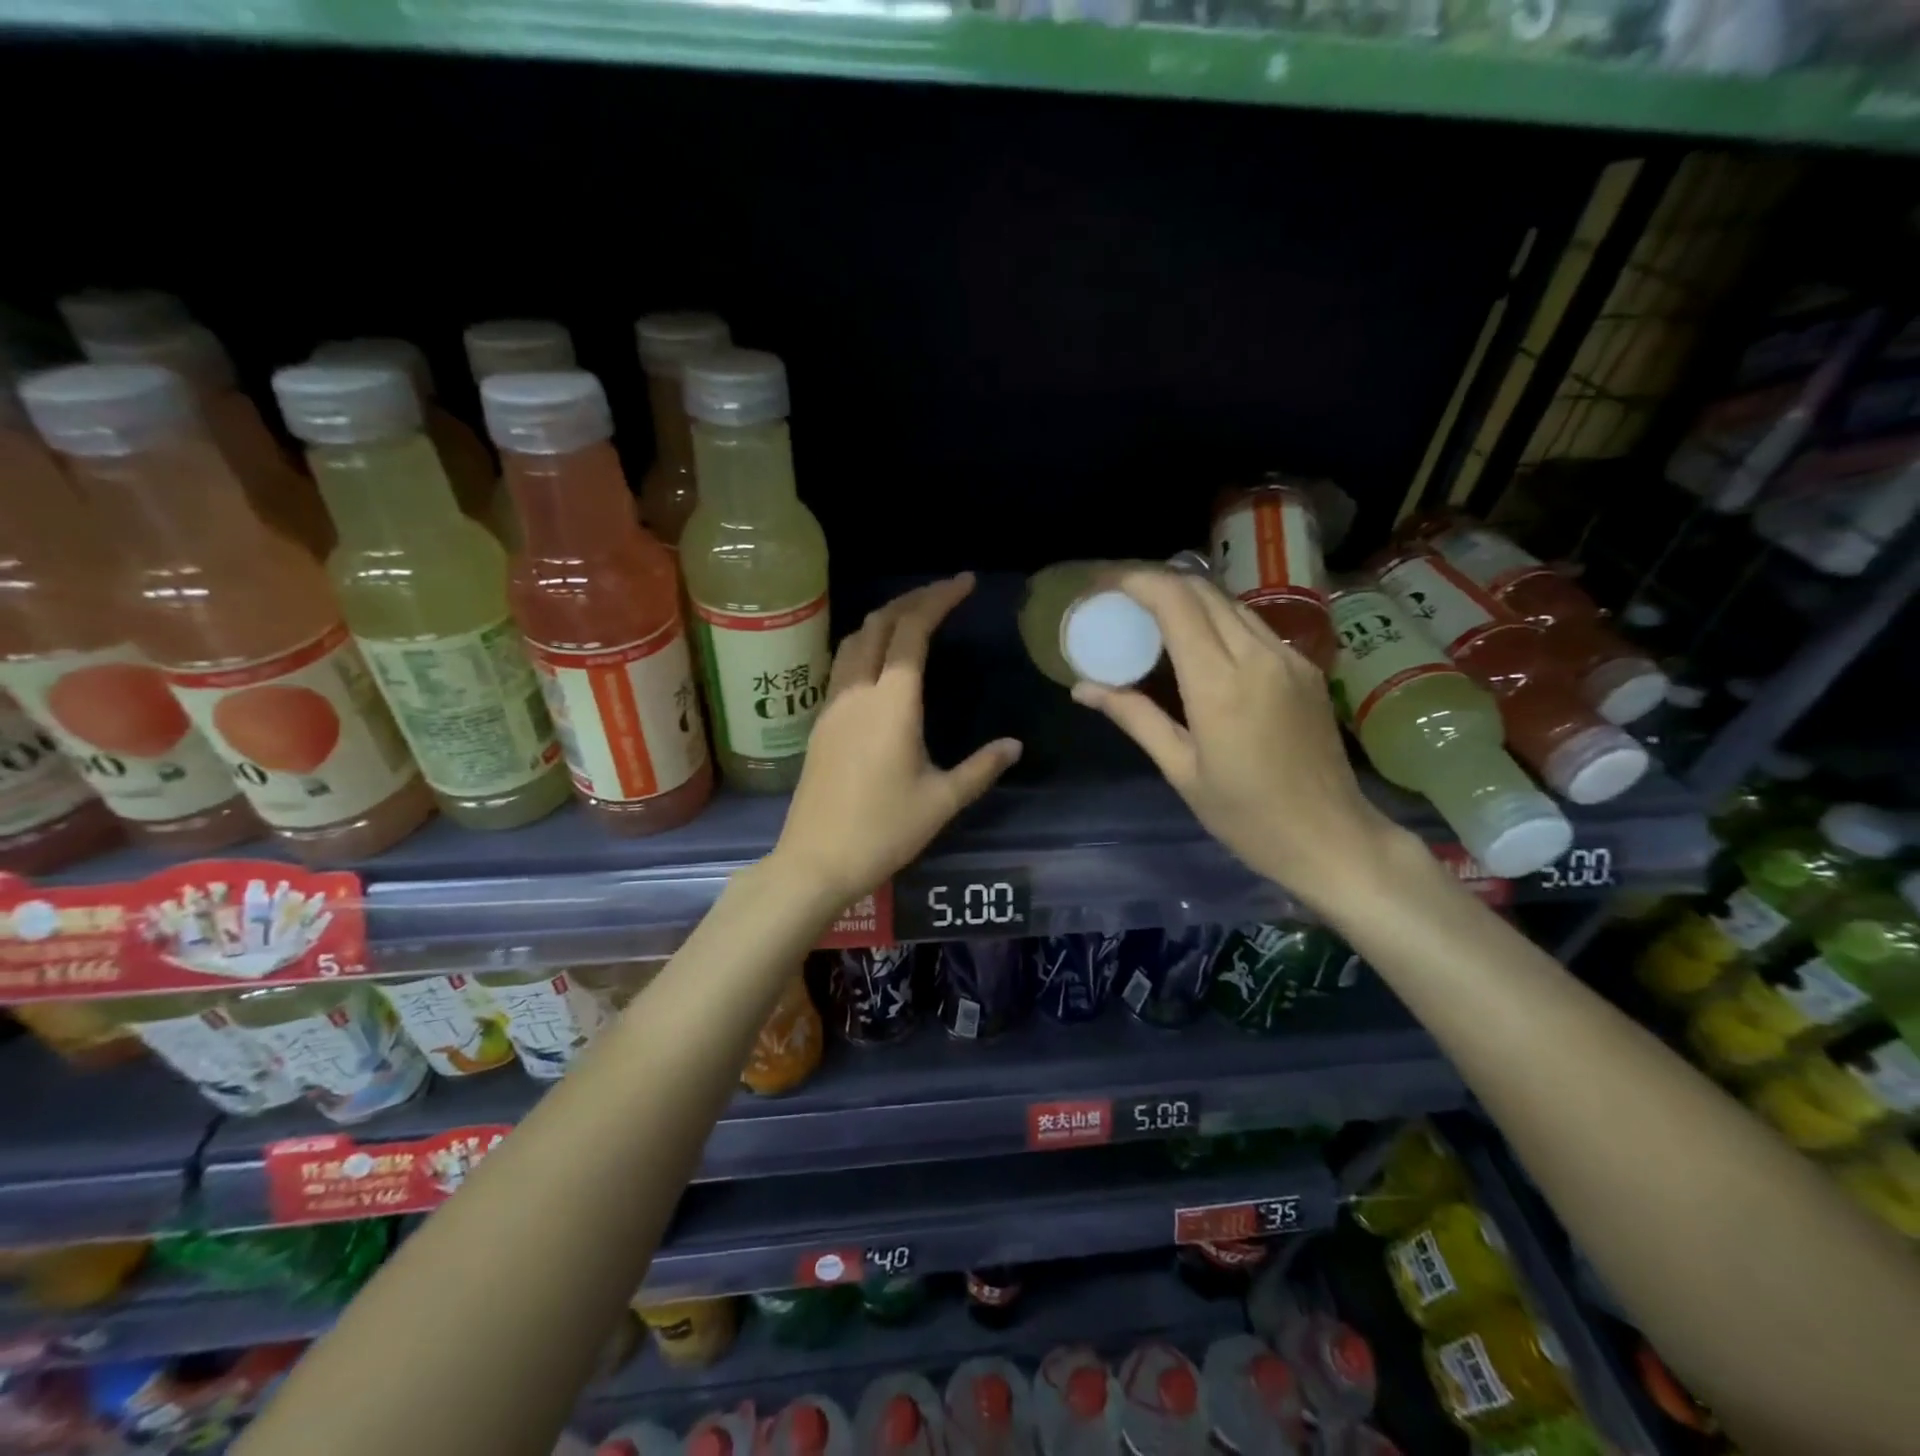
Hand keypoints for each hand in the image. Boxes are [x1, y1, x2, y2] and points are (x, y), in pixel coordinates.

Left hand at [773, 574, 1021, 911]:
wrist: (816, 860)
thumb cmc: (884, 830)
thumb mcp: (942, 801)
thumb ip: (981, 767)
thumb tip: (1014, 745)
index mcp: (892, 703)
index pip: (912, 631)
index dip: (938, 599)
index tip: (965, 583)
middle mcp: (858, 692)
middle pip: (878, 624)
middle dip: (912, 600)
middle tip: (944, 595)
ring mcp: (833, 705)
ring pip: (853, 640)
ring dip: (884, 619)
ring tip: (914, 618)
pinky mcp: (821, 723)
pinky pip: (842, 665)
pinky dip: (866, 645)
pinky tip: (882, 662)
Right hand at [1072, 570, 1406, 913]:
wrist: (1331, 837)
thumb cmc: (1246, 816)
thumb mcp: (1180, 769)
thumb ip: (1134, 717)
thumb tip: (1083, 687)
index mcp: (1220, 683)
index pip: (1175, 602)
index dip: (1135, 580)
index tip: (1101, 582)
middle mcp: (1258, 655)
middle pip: (1202, 590)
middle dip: (1155, 580)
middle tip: (1117, 595)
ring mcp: (1288, 657)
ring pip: (1229, 602)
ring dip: (1186, 595)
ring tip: (1149, 612)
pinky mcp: (1305, 666)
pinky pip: (1251, 624)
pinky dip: (1214, 618)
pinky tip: (1194, 640)